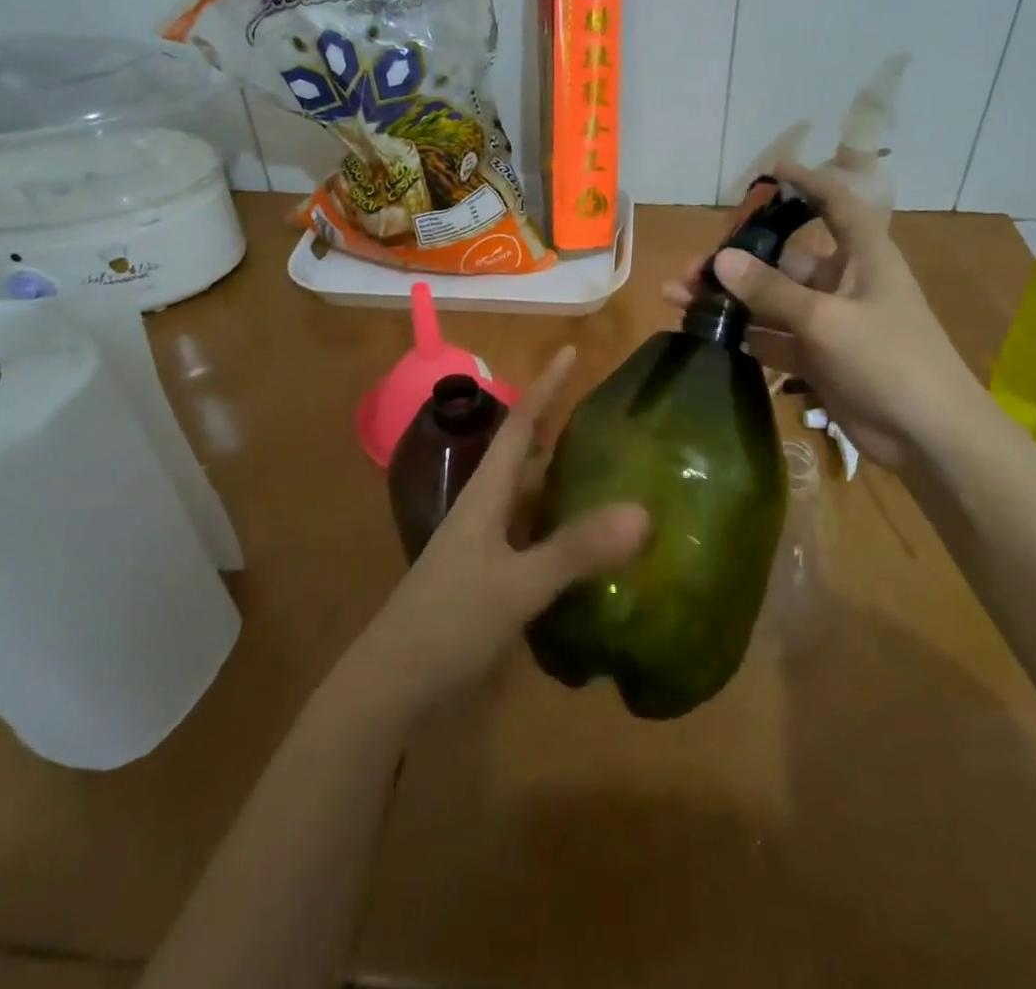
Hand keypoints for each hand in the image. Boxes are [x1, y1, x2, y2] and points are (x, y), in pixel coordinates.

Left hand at [350, 347, 647, 718]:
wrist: (392, 684)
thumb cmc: (449, 620)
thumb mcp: (517, 584)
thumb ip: (576, 549)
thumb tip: (643, 511)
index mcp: (486, 494)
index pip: (521, 425)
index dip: (546, 386)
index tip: (572, 352)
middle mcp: (486, 509)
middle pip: (527, 457)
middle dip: (563, 431)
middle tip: (612, 418)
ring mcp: (486, 545)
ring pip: (532, 498)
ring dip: (565, 481)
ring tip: (614, 471)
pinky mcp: (490, 576)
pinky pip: (534, 536)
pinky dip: (563, 529)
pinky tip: (591, 543)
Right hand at [661, 164, 988, 467]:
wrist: (928, 436)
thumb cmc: (889, 360)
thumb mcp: (827, 320)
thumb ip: (771, 291)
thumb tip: (721, 260)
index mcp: (863, 257)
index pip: (835, 204)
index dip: (807, 183)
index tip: (770, 171)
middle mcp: (843, 282)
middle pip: (783, 260)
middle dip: (737, 262)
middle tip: (690, 270)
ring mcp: (828, 322)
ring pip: (770, 301)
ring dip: (731, 301)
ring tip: (679, 299)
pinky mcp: (817, 358)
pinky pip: (773, 337)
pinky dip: (744, 336)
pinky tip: (707, 336)